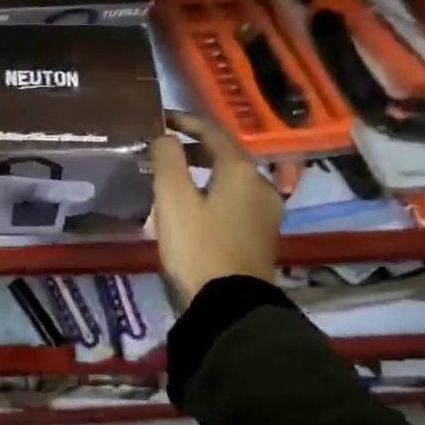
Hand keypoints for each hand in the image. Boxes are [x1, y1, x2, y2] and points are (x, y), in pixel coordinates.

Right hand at [148, 110, 281, 309]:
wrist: (229, 305)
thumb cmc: (197, 245)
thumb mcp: (172, 198)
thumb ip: (166, 158)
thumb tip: (164, 136)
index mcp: (242, 171)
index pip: (213, 132)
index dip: (184, 121)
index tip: (159, 118)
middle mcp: (261, 185)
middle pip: (224, 154)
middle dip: (192, 146)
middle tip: (161, 147)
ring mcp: (265, 212)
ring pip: (229, 178)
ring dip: (201, 170)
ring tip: (171, 175)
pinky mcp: (260, 234)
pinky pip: (233, 199)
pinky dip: (211, 190)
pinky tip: (191, 204)